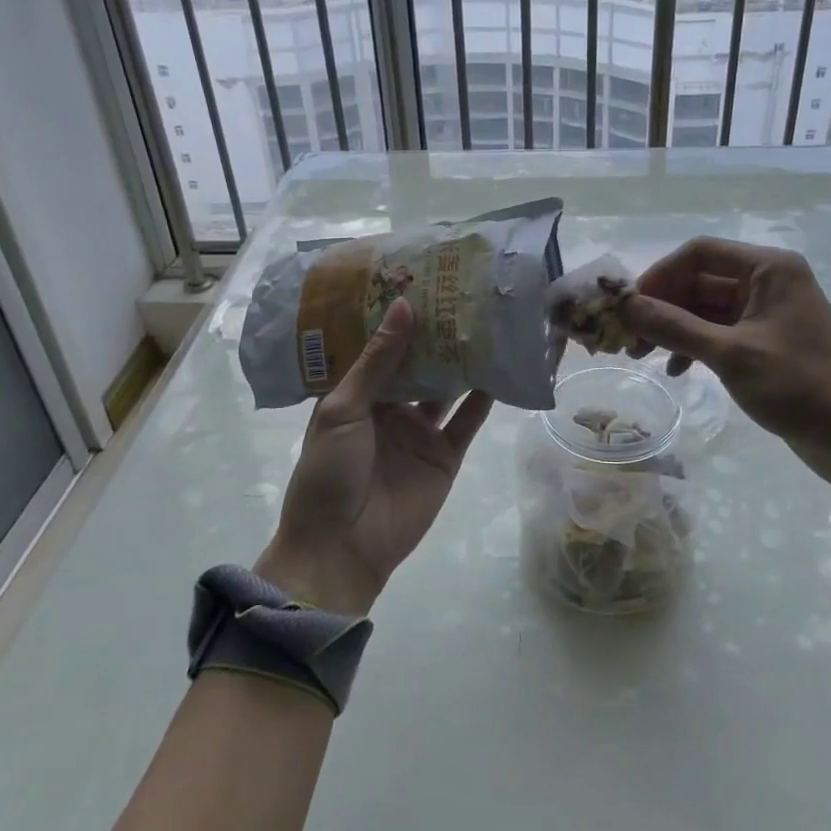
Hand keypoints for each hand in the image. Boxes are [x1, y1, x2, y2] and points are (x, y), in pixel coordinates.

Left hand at [255, 299, 492, 614]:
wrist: (342, 549)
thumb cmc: (329, 472)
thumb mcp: (344, 409)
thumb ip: (378, 360)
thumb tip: (404, 306)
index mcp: (357, 393)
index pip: (382, 347)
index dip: (400, 318)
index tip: (422, 282)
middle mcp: (391, 406)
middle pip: (419, 363)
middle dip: (437, 334)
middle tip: (462, 293)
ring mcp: (420, 430)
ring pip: (447, 387)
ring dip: (464, 360)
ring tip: (487, 321)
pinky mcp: (446, 455)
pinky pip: (468, 420)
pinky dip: (485, 397)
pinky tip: (501, 367)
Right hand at [619, 237, 830, 506]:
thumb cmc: (797, 385)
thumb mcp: (730, 354)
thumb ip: (674, 326)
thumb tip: (625, 306)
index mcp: (768, 268)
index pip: (699, 253)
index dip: (659, 275)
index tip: (629, 306)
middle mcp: (767, 280)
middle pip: (699, 280)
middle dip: (662, 307)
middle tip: (628, 338)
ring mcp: (766, 311)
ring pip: (705, 307)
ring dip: (673, 328)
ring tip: (642, 356)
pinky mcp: (765, 340)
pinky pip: (718, 331)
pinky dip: (694, 346)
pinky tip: (676, 371)